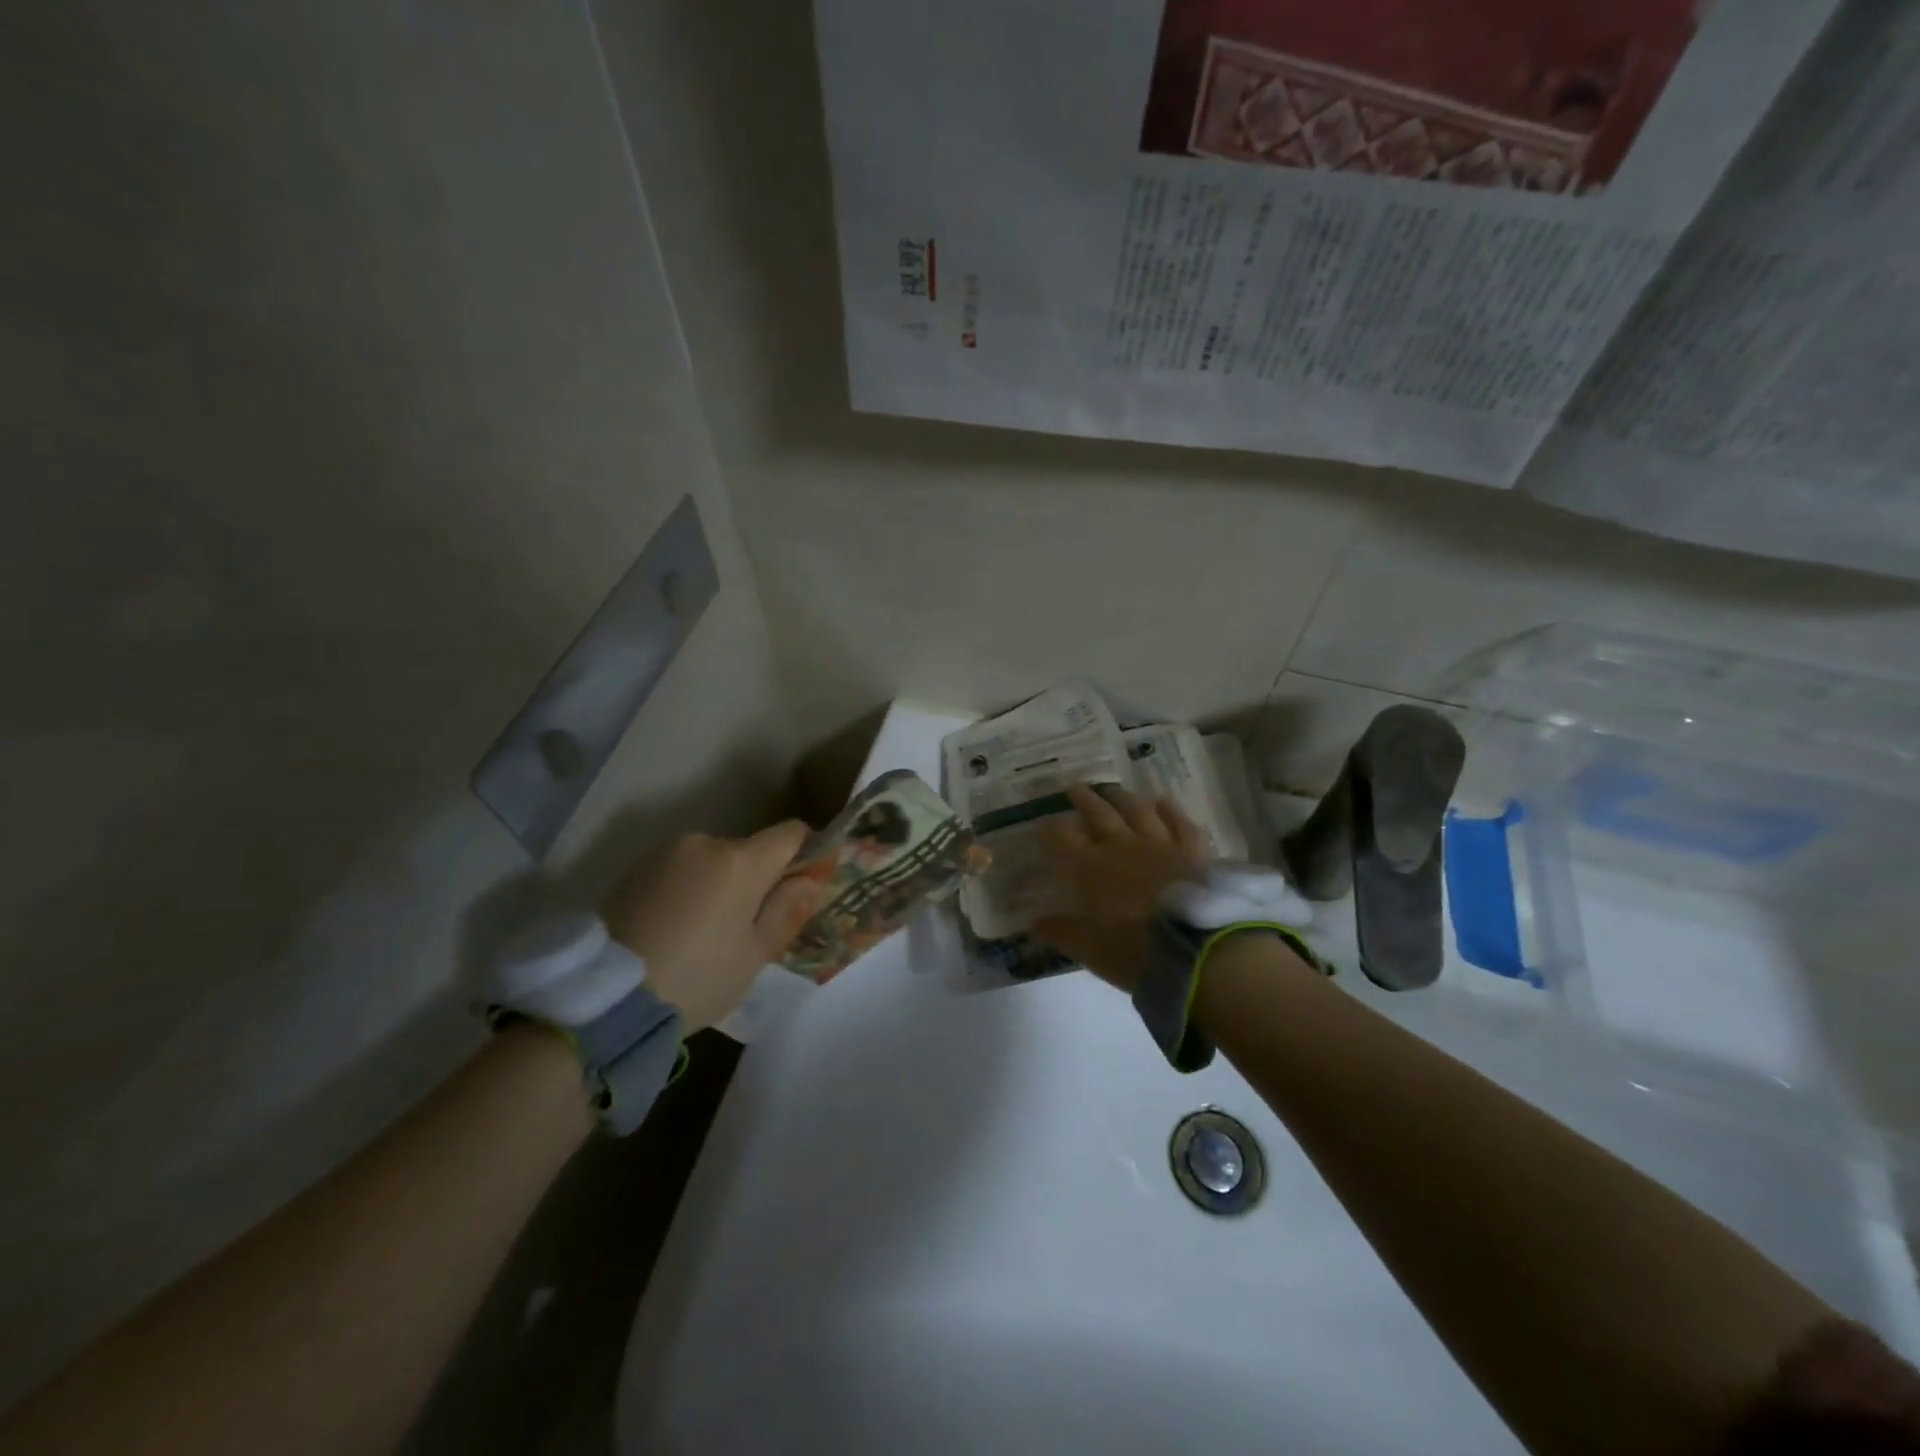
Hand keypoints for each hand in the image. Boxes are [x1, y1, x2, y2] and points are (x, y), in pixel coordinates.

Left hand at [601, 822, 822, 1031]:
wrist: (606, 997)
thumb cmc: (697, 977)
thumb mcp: (753, 954)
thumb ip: (786, 910)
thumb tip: (810, 881)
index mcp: (740, 861)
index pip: (790, 833)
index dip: (806, 852)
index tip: (804, 882)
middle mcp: (704, 842)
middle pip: (748, 850)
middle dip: (757, 878)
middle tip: (748, 926)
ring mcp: (665, 853)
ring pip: (712, 861)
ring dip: (719, 884)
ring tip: (704, 932)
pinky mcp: (634, 869)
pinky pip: (680, 871)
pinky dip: (687, 890)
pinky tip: (674, 928)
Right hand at [1033, 784, 1208, 992]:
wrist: (1197, 949)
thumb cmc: (1134, 951)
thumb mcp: (1090, 950)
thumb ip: (1063, 932)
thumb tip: (1035, 923)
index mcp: (1090, 869)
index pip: (1062, 840)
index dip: (1052, 831)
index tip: (1046, 825)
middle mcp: (1121, 848)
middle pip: (1098, 815)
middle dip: (1084, 801)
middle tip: (1076, 787)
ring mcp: (1159, 845)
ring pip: (1137, 811)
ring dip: (1122, 799)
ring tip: (1113, 790)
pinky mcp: (1192, 851)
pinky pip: (1178, 823)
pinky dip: (1169, 810)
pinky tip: (1163, 801)